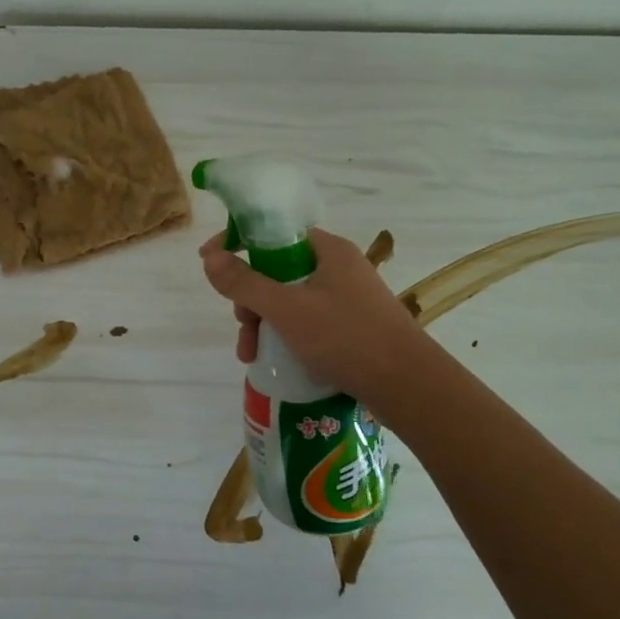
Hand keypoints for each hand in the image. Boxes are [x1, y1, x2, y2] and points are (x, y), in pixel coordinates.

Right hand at [199, 227, 427, 397]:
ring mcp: (347, 298)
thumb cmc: (347, 338)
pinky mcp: (352, 326)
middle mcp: (338, 267)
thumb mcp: (286, 309)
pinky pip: (306, 321)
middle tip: (242, 323)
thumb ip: (244, 283)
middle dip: (250, 297)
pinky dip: (285, 335)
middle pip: (276, 269)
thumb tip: (209, 257)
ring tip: (251, 354)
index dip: (237, 242)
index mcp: (327, 250)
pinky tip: (273, 360)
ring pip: (288, 299)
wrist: (410, 387)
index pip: (273, 232)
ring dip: (263, 322)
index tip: (209, 262)